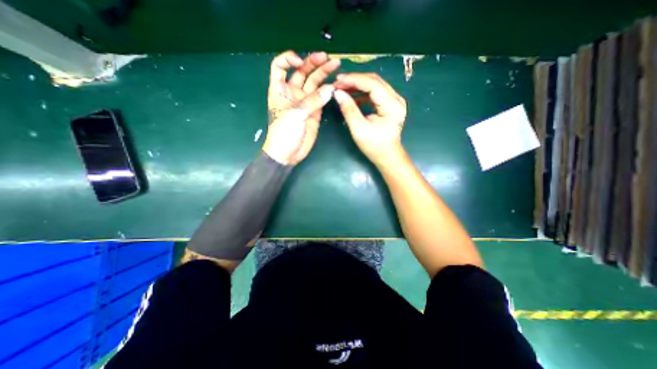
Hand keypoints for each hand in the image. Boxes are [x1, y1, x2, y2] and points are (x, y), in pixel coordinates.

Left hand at [264, 51, 340, 165]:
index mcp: (280, 89)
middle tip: (328, 58)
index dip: (289, 59)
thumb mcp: (294, 114)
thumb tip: (330, 89)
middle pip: (302, 72)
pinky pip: (322, 98)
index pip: (280, 66)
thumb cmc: (284, 133)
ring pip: (314, 84)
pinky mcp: (315, 111)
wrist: (289, 154)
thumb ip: (312, 101)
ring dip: (323, 74)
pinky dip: (328, 91)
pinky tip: (335, 86)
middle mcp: (292, 93)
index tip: (300, 62)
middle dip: (313, 63)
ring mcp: (305, 102)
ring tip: (335, 66)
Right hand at [335, 73, 406, 165]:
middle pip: (374, 81)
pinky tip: (351, 96)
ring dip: (357, 85)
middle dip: (355, 80)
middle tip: (338, 83)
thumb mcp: (359, 129)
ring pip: (374, 85)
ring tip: (342, 88)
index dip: (354, 80)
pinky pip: (375, 93)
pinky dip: (362, 93)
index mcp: (392, 105)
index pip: (372, 84)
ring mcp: (394, 100)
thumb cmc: (374, 146)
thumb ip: (349, 110)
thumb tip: (337, 93)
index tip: (338, 81)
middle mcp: (396, 98)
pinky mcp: (389, 104)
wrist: (387, 156)